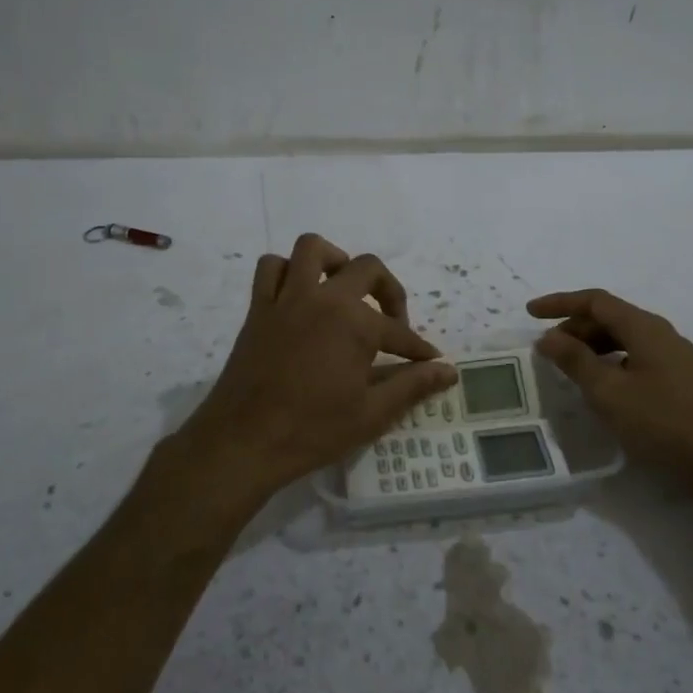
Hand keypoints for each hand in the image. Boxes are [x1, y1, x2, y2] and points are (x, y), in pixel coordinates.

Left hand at [171, 235, 457, 507]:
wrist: (243, 443)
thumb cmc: (312, 431)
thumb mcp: (371, 414)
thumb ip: (412, 386)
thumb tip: (449, 371)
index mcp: (355, 323)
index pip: (398, 331)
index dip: (418, 348)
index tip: (429, 360)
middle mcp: (323, 298)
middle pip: (366, 268)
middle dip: (388, 291)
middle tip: (391, 323)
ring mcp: (287, 298)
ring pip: (312, 249)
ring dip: (335, 262)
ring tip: (344, 291)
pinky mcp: (259, 308)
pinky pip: (271, 269)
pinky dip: (288, 272)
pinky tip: (300, 297)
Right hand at [529, 288, 692, 485]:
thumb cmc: (663, 423)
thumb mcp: (609, 392)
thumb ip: (575, 361)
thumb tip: (548, 337)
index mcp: (645, 328)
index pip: (596, 301)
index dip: (560, 303)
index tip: (530, 312)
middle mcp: (661, 334)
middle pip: (610, 318)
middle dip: (575, 328)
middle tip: (547, 350)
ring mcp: (674, 358)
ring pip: (624, 340)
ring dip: (592, 347)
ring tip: (569, 369)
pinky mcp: (680, 381)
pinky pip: (636, 358)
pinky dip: (610, 364)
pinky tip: (602, 389)